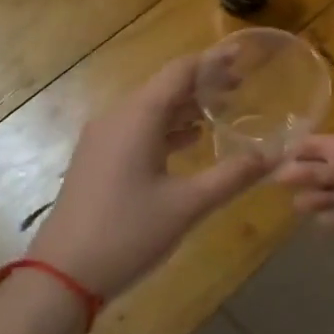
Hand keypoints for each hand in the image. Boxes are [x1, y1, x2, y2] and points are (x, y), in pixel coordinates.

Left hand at [28, 57, 273, 299]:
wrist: (60, 277)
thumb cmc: (126, 234)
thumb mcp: (187, 206)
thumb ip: (232, 176)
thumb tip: (274, 156)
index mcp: (138, 118)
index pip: (180, 72)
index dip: (212, 61)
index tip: (242, 55)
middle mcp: (118, 118)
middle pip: (165, 87)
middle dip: (203, 83)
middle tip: (241, 85)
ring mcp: (103, 139)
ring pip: (151, 108)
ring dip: (186, 106)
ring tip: (223, 109)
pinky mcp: (98, 160)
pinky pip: (138, 129)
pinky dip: (167, 127)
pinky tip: (190, 140)